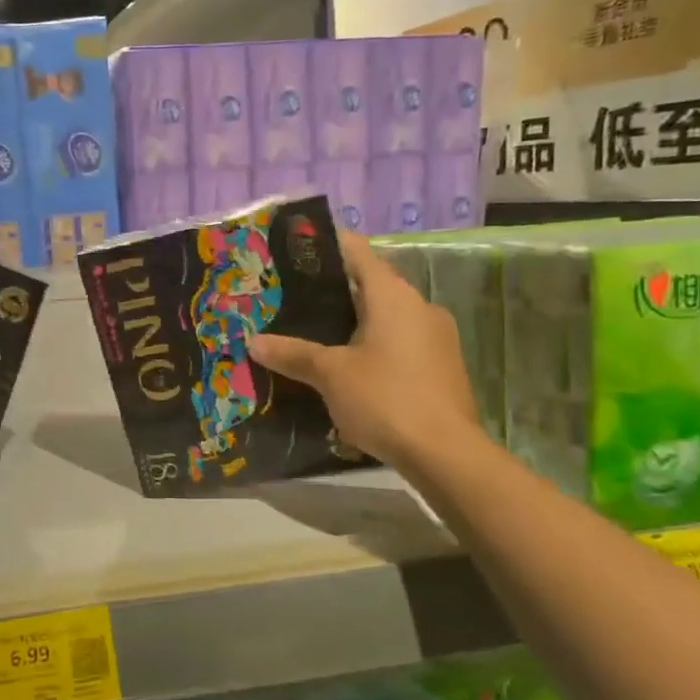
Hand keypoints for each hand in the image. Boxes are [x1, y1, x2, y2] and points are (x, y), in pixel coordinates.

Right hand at [249, 231, 481, 465]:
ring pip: (386, 315)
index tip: (296, 248)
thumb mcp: (329, 374)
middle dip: (333, 288)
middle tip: (292, 295)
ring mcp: (435, 337)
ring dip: (354, 319)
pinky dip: (372, 343)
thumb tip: (253, 341)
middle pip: (371, 284)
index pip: (357, 252)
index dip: (327, 245)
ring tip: (312, 330)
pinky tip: (346, 364)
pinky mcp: (441, 366)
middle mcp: (419, 306)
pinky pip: (399, 341)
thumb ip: (292, 353)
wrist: (446, 454)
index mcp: (393, 296)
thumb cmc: (385, 398)